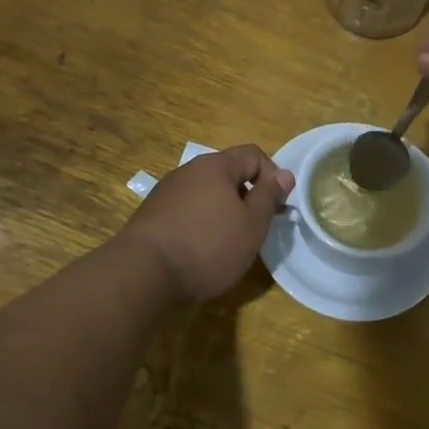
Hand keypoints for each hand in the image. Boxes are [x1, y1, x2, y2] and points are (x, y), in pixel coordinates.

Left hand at [118, 145, 294, 302]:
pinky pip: (187, 210)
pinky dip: (200, 223)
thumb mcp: (252, 224)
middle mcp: (188, 171)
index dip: (272, 176)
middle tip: (255, 228)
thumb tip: (284, 174)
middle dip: (247, 196)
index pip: (253, 154)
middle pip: (228, 173)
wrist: (143, 274)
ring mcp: (166, 192)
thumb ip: (269, 196)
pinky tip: (200, 250)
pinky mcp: (152, 215)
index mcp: (216, 166)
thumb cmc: (208, 246)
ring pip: (206, 193)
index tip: (275, 207)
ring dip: (223, 211)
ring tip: (228, 242)